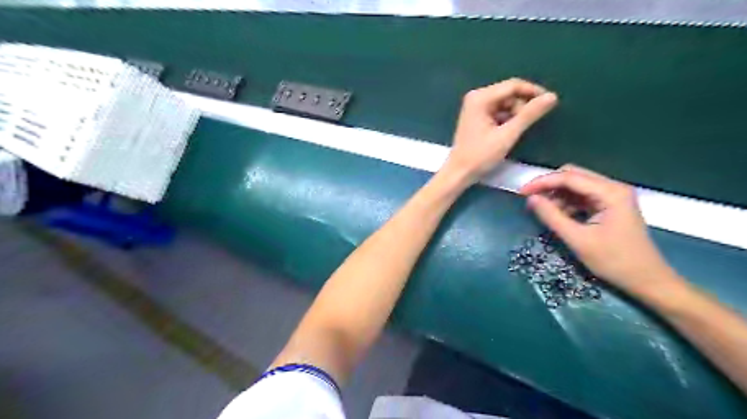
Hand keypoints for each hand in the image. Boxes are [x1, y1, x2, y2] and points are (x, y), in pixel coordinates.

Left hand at [442, 79, 553, 183]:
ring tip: (516, 132)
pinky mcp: (477, 117)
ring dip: (515, 115)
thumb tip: (552, 97)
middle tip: (529, 124)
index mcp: (480, 98)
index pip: (513, 85)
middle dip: (522, 106)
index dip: (533, 92)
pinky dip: (507, 120)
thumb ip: (529, 115)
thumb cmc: (480, 155)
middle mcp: (476, 97)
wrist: (459, 173)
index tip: (551, 102)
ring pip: (505, 103)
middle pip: (509, 94)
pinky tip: (509, 133)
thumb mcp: (507, 135)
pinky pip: (498, 112)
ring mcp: (475, 107)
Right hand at [521, 164, 678, 293]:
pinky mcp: (610, 206)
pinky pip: (582, 197)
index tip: (521, 192)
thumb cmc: (614, 261)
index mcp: (610, 193)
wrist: (647, 280)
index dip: (542, 182)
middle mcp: (613, 188)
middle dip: (549, 185)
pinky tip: (558, 216)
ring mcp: (613, 196)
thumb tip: (531, 199)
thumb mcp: (578, 240)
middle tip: (530, 200)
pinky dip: (566, 203)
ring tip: (542, 211)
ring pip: (576, 186)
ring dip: (557, 195)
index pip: (569, 177)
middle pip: (573, 175)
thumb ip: (552, 217)